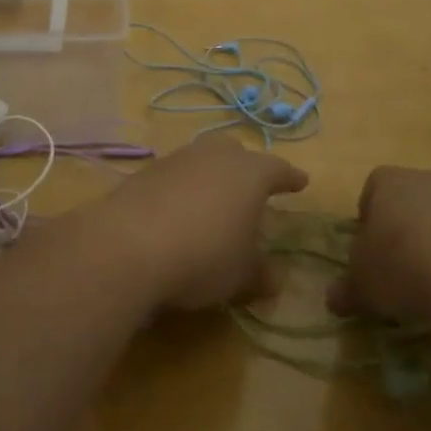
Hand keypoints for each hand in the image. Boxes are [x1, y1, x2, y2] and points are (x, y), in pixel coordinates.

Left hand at [86, 135, 307, 310]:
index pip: (278, 170)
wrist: (129, 244)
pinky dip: (181, 189)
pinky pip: (174, 175)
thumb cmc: (203, 255)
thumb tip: (273, 279)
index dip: (290, 178)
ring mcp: (177, 159)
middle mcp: (215, 156)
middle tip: (250, 187)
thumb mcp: (240, 274)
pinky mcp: (145, 172)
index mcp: (250, 173)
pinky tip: (177, 212)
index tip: (300, 183)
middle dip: (245, 166)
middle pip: (236, 152)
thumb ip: (259, 273)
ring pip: (202, 159)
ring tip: (212, 202)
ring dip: (210, 176)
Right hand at [329, 164, 430, 320]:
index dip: (369, 222)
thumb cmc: (403, 264)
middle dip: (409, 228)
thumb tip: (332, 299)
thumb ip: (347, 290)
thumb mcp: (363, 285)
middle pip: (414, 200)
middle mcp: (429, 178)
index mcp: (389, 182)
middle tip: (406, 268)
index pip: (372, 191)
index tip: (371, 253)